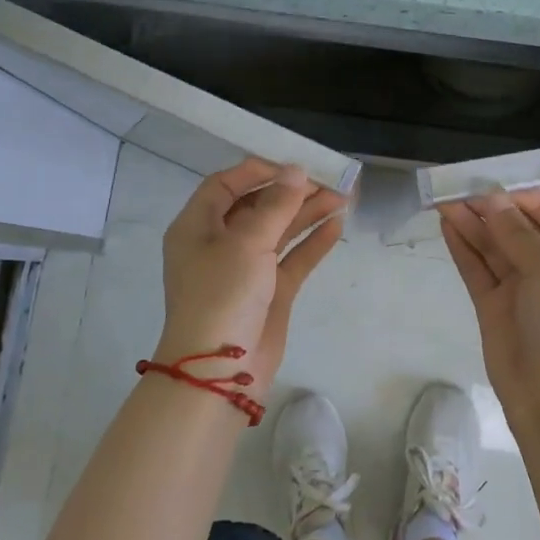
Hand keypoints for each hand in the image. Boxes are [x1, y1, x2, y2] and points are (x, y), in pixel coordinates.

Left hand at [157, 159, 346, 393]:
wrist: (220, 372)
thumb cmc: (222, 295)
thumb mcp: (246, 242)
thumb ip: (276, 205)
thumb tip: (295, 171)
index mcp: (197, 227)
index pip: (224, 185)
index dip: (257, 172)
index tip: (293, 167)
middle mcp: (218, 244)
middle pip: (256, 207)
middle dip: (290, 193)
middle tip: (326, 183)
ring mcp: (245, 270)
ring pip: (278, 232)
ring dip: (306, 215)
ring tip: (342, 199)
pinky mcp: (268, 293)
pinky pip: (292, 259)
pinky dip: (311, 243)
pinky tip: (336, 227)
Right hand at [438, 190, 539, 420]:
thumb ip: (519, 234)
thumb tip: (493, 200)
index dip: (527, 201)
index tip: (497, 190)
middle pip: (520, 230)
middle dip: (492, 209)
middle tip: (459, 190)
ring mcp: (520, 290)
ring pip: (494, 248)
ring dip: (472, 224)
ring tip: (444, 201)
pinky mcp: (493, 308)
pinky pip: (477, 270)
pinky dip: (463, 248)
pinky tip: (447, 225)